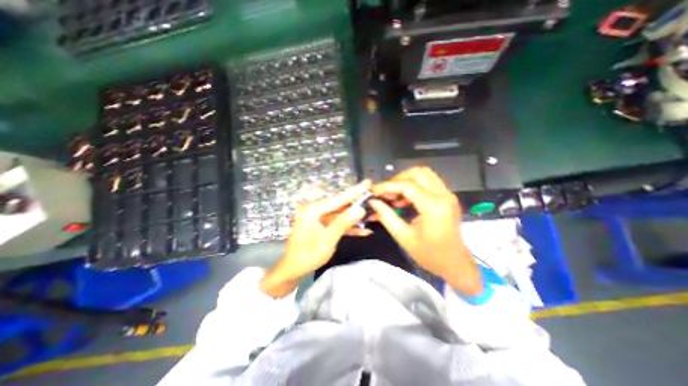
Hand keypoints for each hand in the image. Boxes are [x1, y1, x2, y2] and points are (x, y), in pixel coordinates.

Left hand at [261, 180, 373, 297]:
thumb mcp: (328, 239)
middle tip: (371, 195)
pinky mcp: (322, 226)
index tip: (367, 183)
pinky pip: (337, 223)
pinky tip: (364, 230)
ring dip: (355, 217)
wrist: (294, 269)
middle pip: (340, 205)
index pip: (337, 199)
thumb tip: (360, 209)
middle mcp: (315, 210)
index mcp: (313, 210)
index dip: (354, 192)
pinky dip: (348, 227)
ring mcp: (319, 218)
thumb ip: (343, 223)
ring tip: (372, 213)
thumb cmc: (308, 255)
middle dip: (357, 203)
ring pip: (340, 215)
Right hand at [371, 165, 478, 294]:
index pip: (407, 185)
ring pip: (424, 174)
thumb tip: (373, 202)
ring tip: (394, 195)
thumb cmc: (429, 254)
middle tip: (386, 192)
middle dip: (398, 179)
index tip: (374, 191)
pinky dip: (413, 185)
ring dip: (406, 180)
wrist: (454, 264)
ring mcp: (448, 194)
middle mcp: (443, 195)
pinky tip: (404, 199)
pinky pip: (428, 182)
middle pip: (418, 172)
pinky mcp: (447, 197)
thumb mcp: (403, 237)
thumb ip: (386, 216)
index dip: (387, 186)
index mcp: (434, 207)